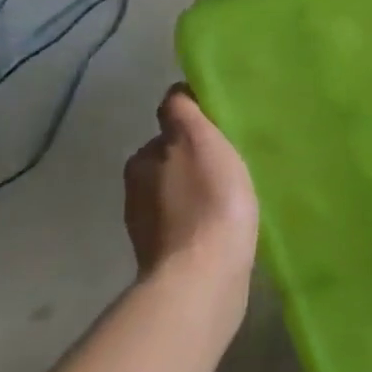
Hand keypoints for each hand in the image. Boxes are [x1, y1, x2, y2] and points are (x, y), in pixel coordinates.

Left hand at [123, 86, 258, 315]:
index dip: (195, 123)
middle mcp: (137, 190)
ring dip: (200, 190)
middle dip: (196, 157)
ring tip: (234, 193)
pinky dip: (202, 220)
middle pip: (171, 159)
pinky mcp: (169, 259)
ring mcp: (150, 228)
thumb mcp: (199, 140)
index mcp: (142, 160)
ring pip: (179, 193)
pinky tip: (226, 224)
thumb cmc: (209, 200)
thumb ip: (184, 112)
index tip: (223, 129)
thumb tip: (177, 93)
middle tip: (232, 160)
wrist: (205, 278)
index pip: (168, 126)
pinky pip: (188, 224)